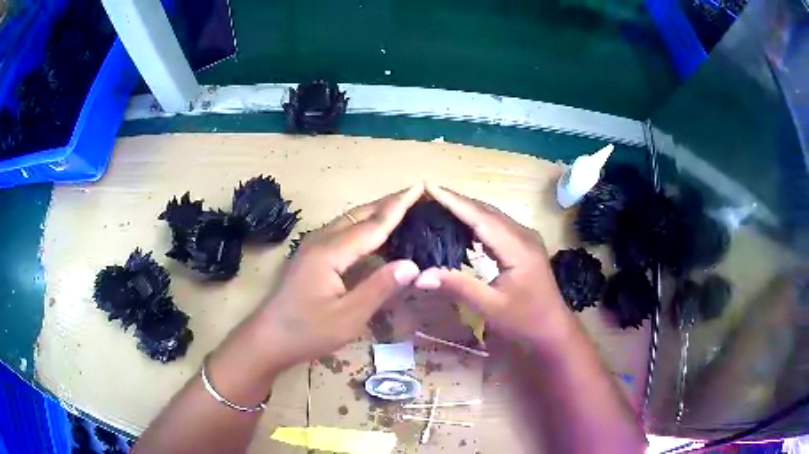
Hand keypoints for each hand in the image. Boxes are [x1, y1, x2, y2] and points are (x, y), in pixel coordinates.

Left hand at [254, 184, 424, 368]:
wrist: (268, 338)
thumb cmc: (307, 331)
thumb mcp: (348, 317)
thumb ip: (379, 288)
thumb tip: (412, 264)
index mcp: (330, 252)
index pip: (373, 224)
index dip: (398, 206)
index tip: (420, 186)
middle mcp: (321, 241)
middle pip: (360, 214)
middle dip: (388, 203)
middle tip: (416, 195)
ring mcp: (313, 247)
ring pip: (349, 220)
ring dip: (375, 213)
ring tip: (402, 209)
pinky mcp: (311, 256)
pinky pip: (342, 232)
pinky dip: (363, 227)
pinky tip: (374, 236)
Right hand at [414, 184, 571, 343]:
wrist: (553, 330)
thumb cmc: (525, 320)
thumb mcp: (491, 307)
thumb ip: (458, 286)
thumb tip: (421, 276)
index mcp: (517, 247)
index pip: (480, 217)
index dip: (454, 201)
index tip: (429, 186)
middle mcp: (523, 235)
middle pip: (486, 211)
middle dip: (456, 201)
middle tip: (427, 194)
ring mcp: (525, 239)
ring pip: (492, 216)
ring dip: (466, 209)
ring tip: (438, 204)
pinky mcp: (523, 246)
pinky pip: (497, 227)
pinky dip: (476, 222)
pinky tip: (461, 226)